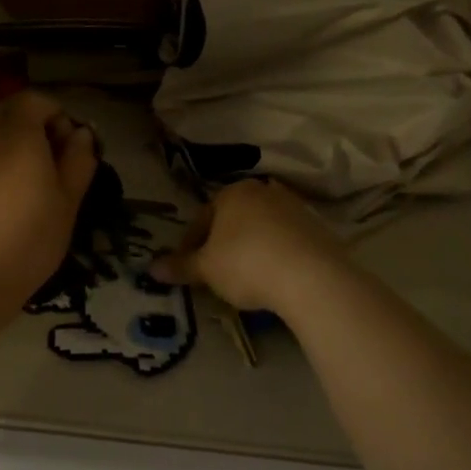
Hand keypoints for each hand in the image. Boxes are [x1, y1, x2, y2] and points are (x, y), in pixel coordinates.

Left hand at [0, 92, 98, 302]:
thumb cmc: (30, 237)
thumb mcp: (68, 201)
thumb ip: (78, 160)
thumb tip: (81, 134)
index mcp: (17, 134)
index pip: (35, 100)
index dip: (56, 115)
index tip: (69, 147)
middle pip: (10, 116)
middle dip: (34, 132)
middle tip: (53, 169)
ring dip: (13, 152)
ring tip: (30, 191)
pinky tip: (3, 207)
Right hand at [152, 179, 346, 312]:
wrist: (312, 277)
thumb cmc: (246, 263)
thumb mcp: (206, 269)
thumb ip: (180, 266)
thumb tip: (151, 269)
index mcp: (232, 193)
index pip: (203, 217)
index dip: (191, 244)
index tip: (188, 266)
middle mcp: (264, 191)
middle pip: (234, 219)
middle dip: (223, 242)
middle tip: (216, 271)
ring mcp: (295, 207)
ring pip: (262, 228)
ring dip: (251, 247)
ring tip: (246, 277)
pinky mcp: (319, 228)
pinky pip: (287, 241)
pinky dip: (277, 255)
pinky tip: (274, 278)